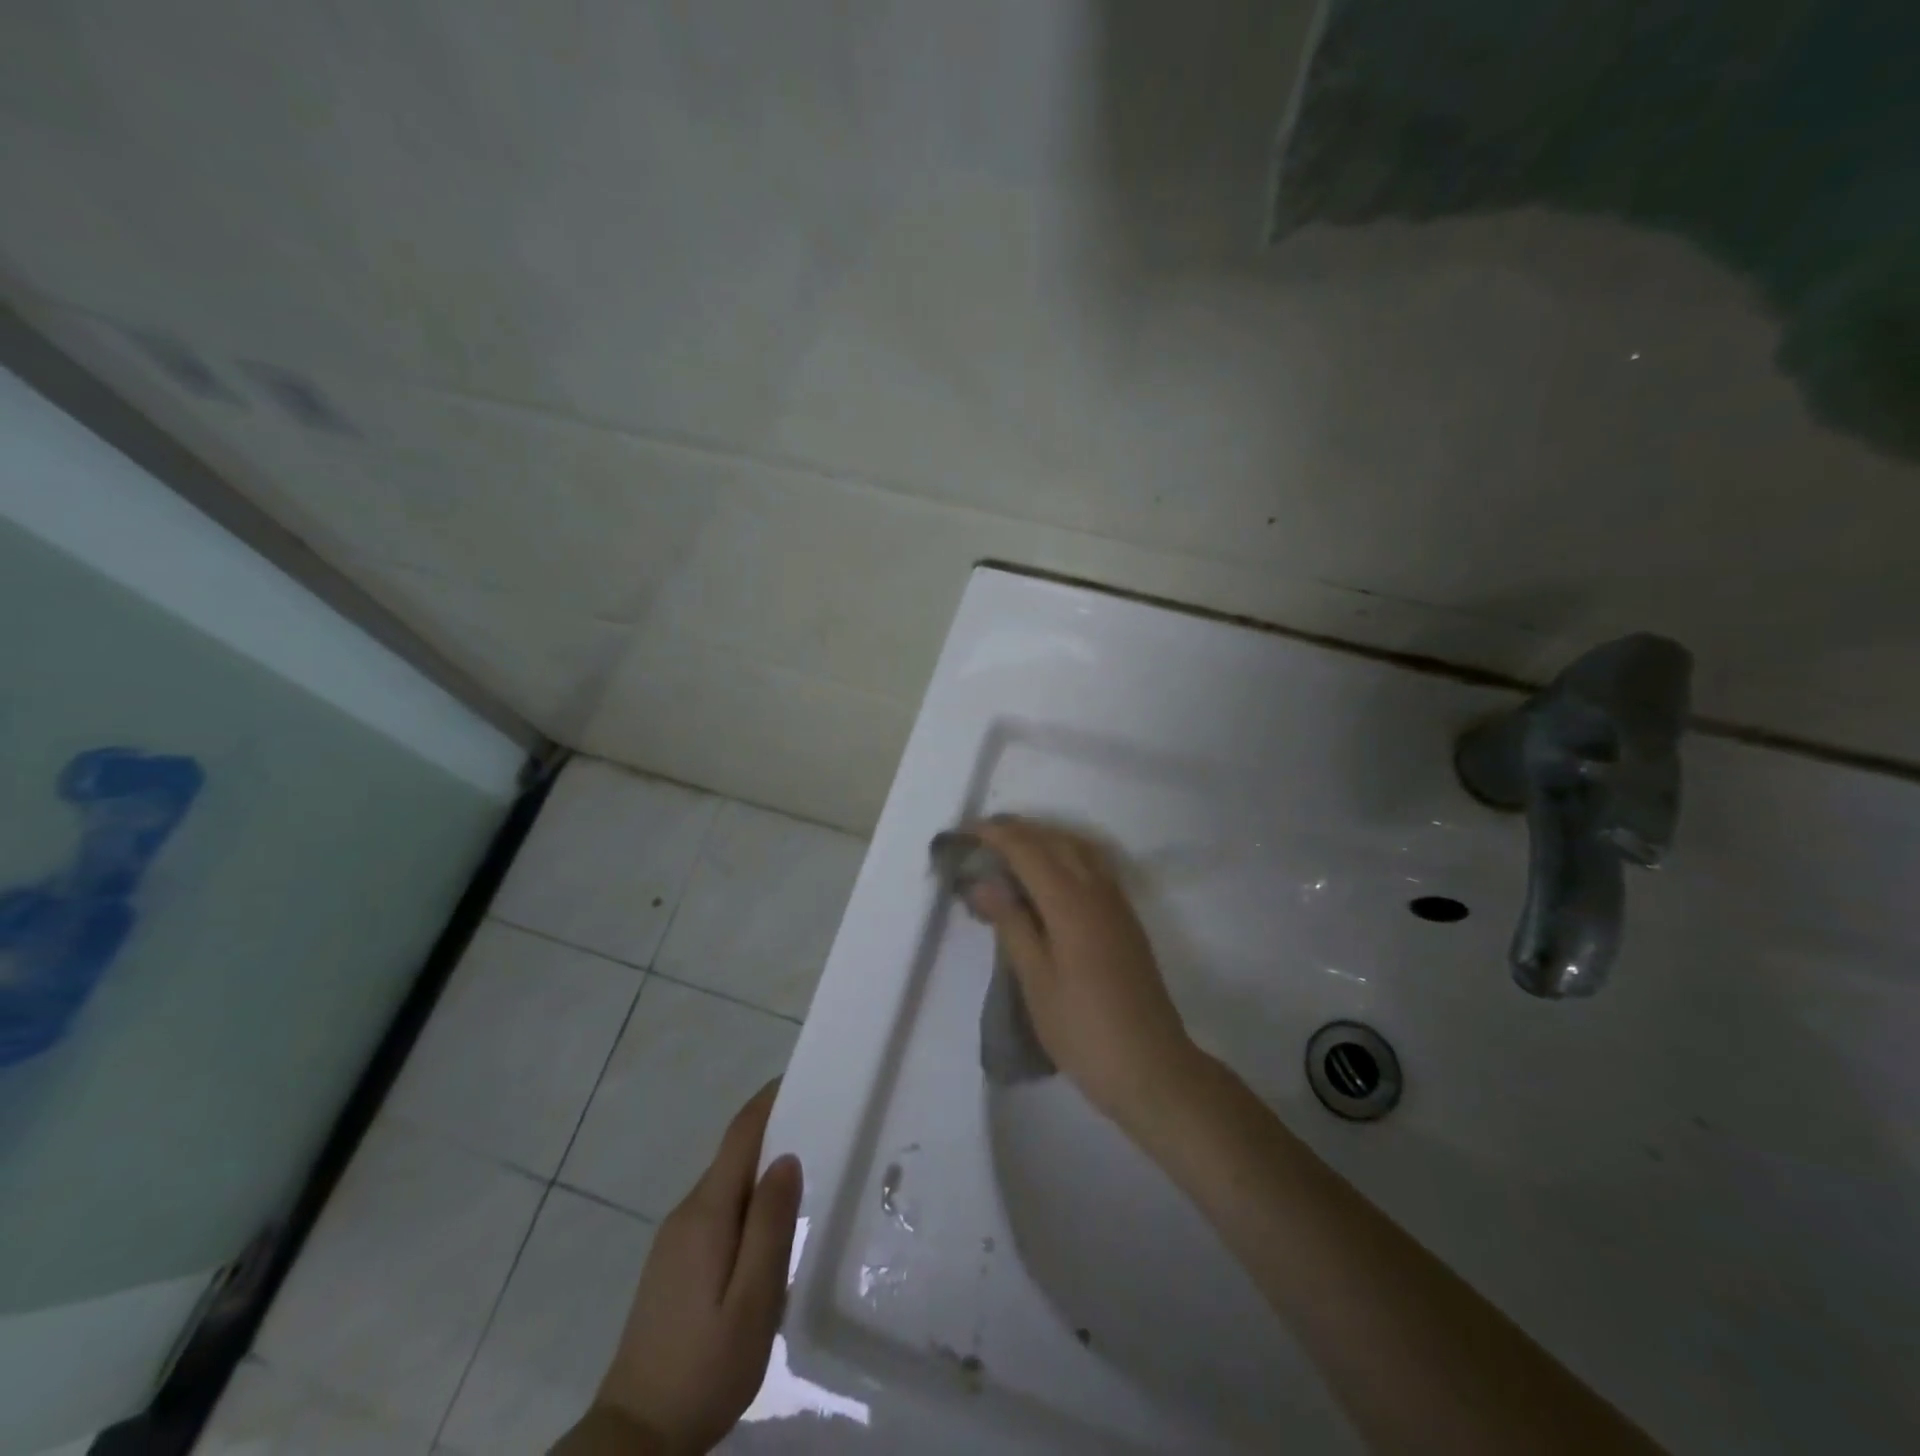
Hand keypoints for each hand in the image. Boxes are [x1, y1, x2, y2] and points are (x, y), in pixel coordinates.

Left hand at [589, 1081, 801, 1454]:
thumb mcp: (753, 1300)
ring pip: (726, 1185)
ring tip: (807, 1176)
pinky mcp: (672, 1264)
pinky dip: (747, 1200)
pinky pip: (717, 1210)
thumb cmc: (705, 1368)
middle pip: (734, 1155)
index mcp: (707, 1212)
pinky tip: (769, 1228)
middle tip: (823, 1128)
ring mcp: (674, 1239)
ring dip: (761, 1170)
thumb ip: (770, 1225)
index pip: (740, 1134)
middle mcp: (687, 1213)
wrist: (635, 1438)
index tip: (803, 1078)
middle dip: (774, 1133)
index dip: (769, 1101)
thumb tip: (787, 1158)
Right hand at [966, 818, 1200, 1129]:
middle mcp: (1097, 890)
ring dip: (1045, 839)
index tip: (964, 833)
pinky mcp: (1125, 919)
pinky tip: (1050, 876)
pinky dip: (1066, 855)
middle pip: (1055, 841)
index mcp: (1070, 902)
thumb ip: (1011, 924)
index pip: (1027, 850)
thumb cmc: (1082, 1028)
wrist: (1150, 1066)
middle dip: (1018, 831)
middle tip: (982, 837)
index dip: (995, 835)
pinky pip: (1093, 866)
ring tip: (1012, 849)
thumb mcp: (1035, 980)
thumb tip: (982, 883)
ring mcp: (1117, 903)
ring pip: (1079, 849)